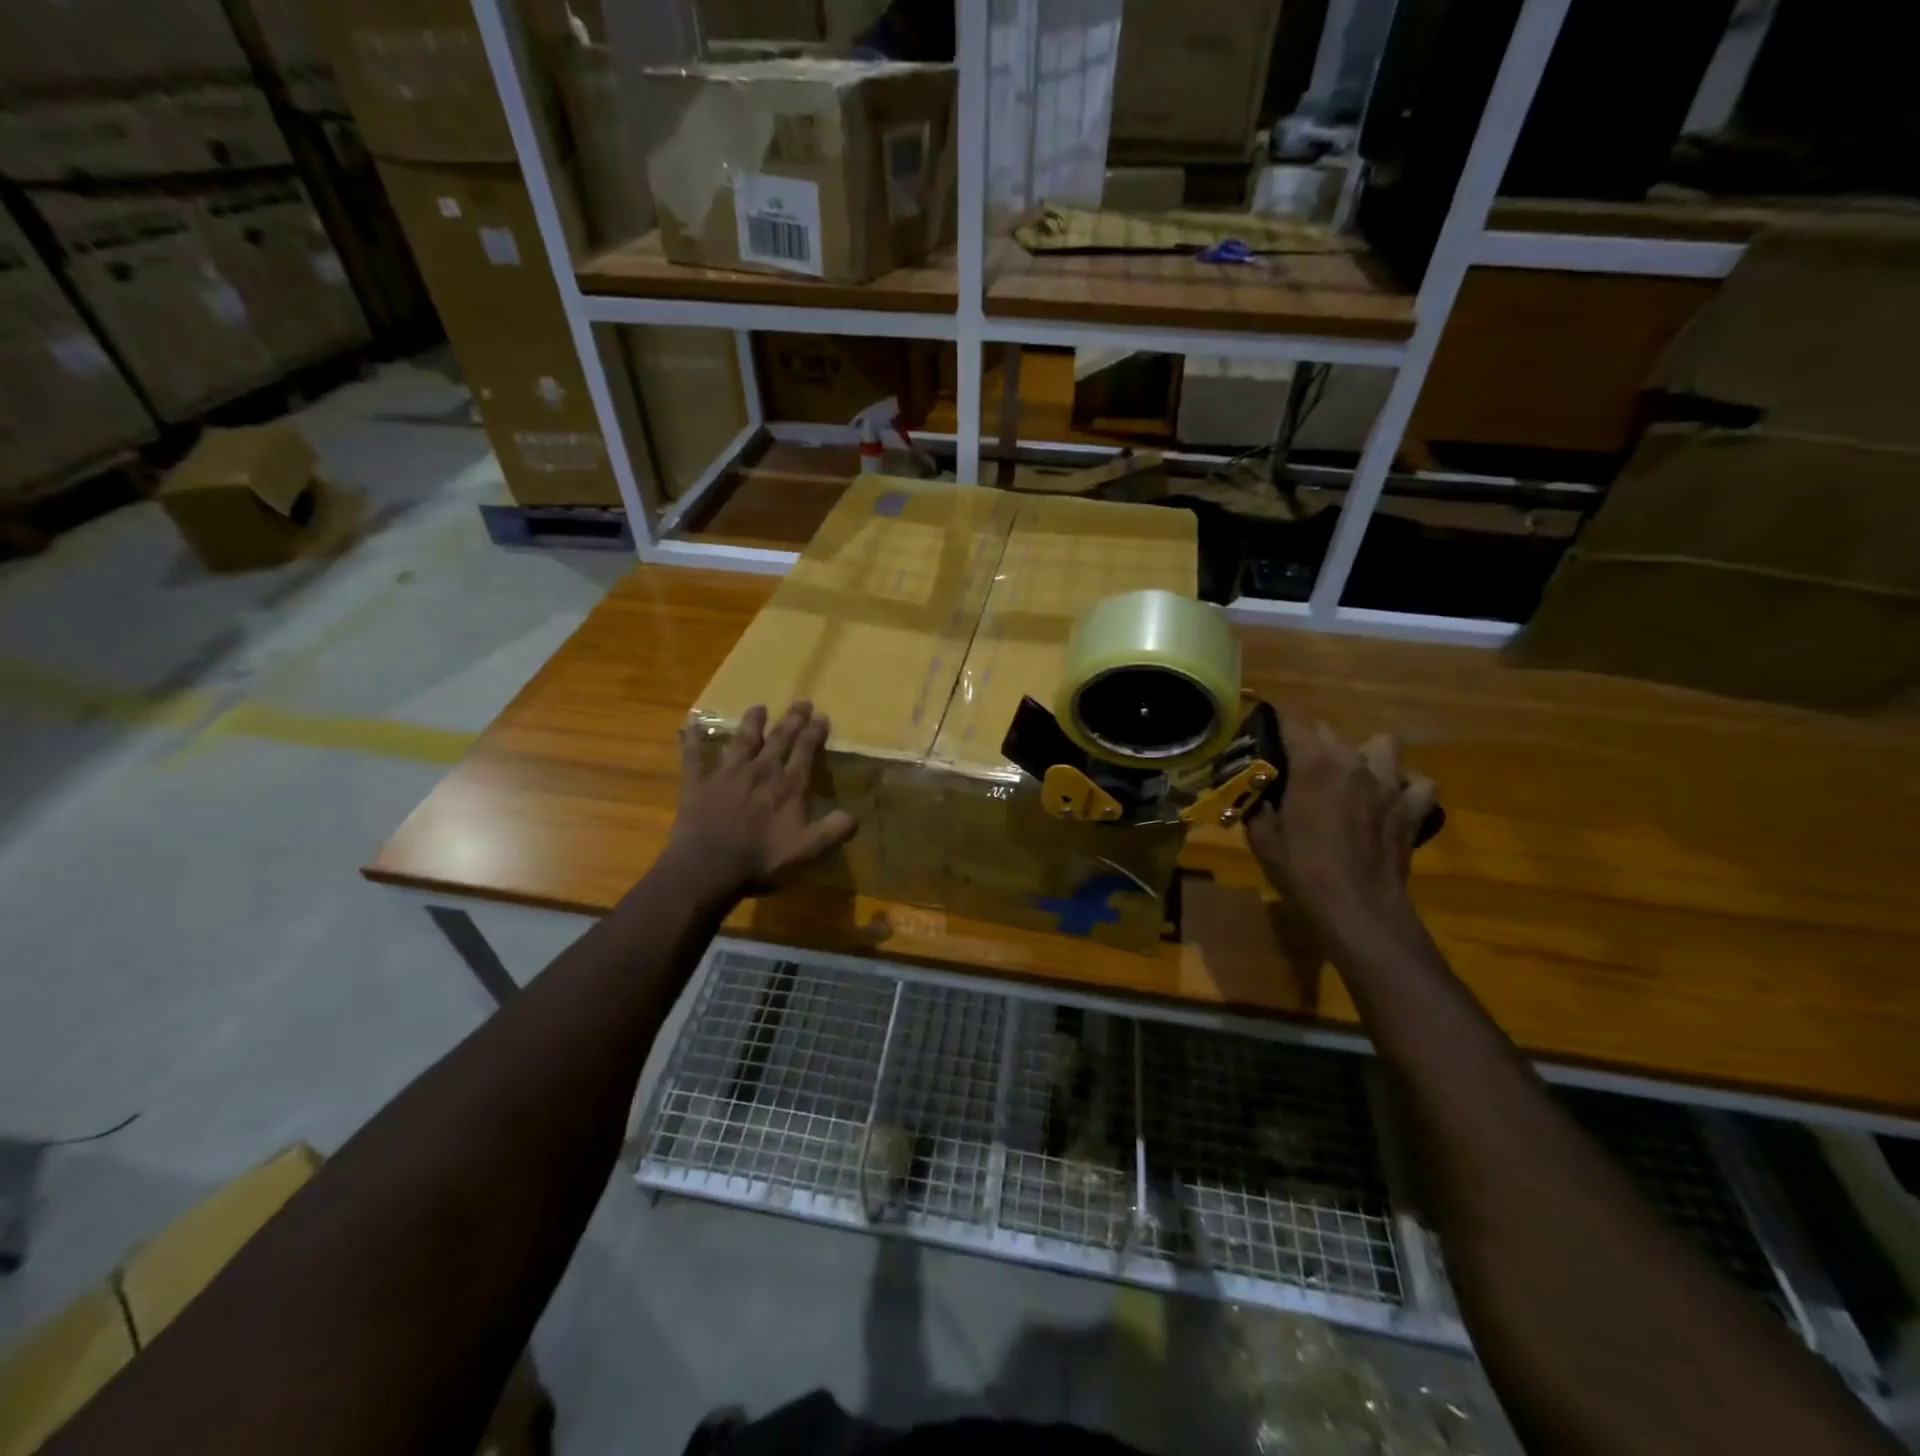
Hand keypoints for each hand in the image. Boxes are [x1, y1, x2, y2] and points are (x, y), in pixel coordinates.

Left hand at [667, 701, 855, 898]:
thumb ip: (831, 831)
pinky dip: (692, 739)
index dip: (814, 733)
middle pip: (779, 739)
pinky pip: (694, 755)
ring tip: (758, 706)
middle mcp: (760, 770)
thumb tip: (854, 816)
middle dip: (792, 719)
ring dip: (751, 722)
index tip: (822, 716)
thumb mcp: (805, 850)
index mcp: (788, 786)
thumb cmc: (760, 860)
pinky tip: (690, 725)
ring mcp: (727, 773)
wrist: (708, 866)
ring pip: (742, 740)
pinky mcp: (698, 781)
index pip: (805, 751)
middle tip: (801, 702)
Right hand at [1245, 716, 1436, 932]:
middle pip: (1330, 731)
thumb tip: (1256, 791)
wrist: (1357, 908)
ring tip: (1352, 776)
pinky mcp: (1413, 808)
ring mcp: (1389, 783)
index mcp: (1313, 763)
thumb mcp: (1262, 837)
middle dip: (1311, 743)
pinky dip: (1407, 786)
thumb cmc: (1301, 870)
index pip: (1290, 722)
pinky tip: (1392, 798)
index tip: (1262, 738)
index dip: (1274, 726)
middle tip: (1296, 768)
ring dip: (1366, 755)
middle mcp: (1353, 761)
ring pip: (1383, 745)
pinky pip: (1419, 784)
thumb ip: (1258, 804)